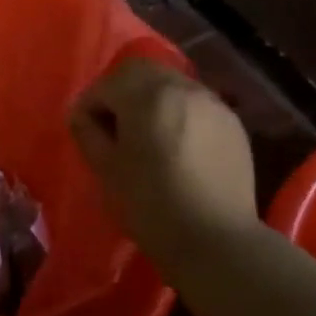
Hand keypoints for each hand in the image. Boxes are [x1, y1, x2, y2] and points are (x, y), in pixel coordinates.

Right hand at [70, 57, 257, 282]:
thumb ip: (88, 132)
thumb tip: (82, 115)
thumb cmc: (151, 206)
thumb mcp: (106, 170)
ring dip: (153, 100)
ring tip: (148, 137)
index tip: (86, 130)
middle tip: (116, 128)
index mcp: (147, 95)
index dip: (91, 103)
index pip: (108, 83)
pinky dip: (180, 114)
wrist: (217, 242)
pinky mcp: (232, 123)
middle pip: (142, 72)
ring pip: (172, 84)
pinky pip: (196, 104)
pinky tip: (179, 147)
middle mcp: (182, 88)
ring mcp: (212, 103)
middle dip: (123, 92)